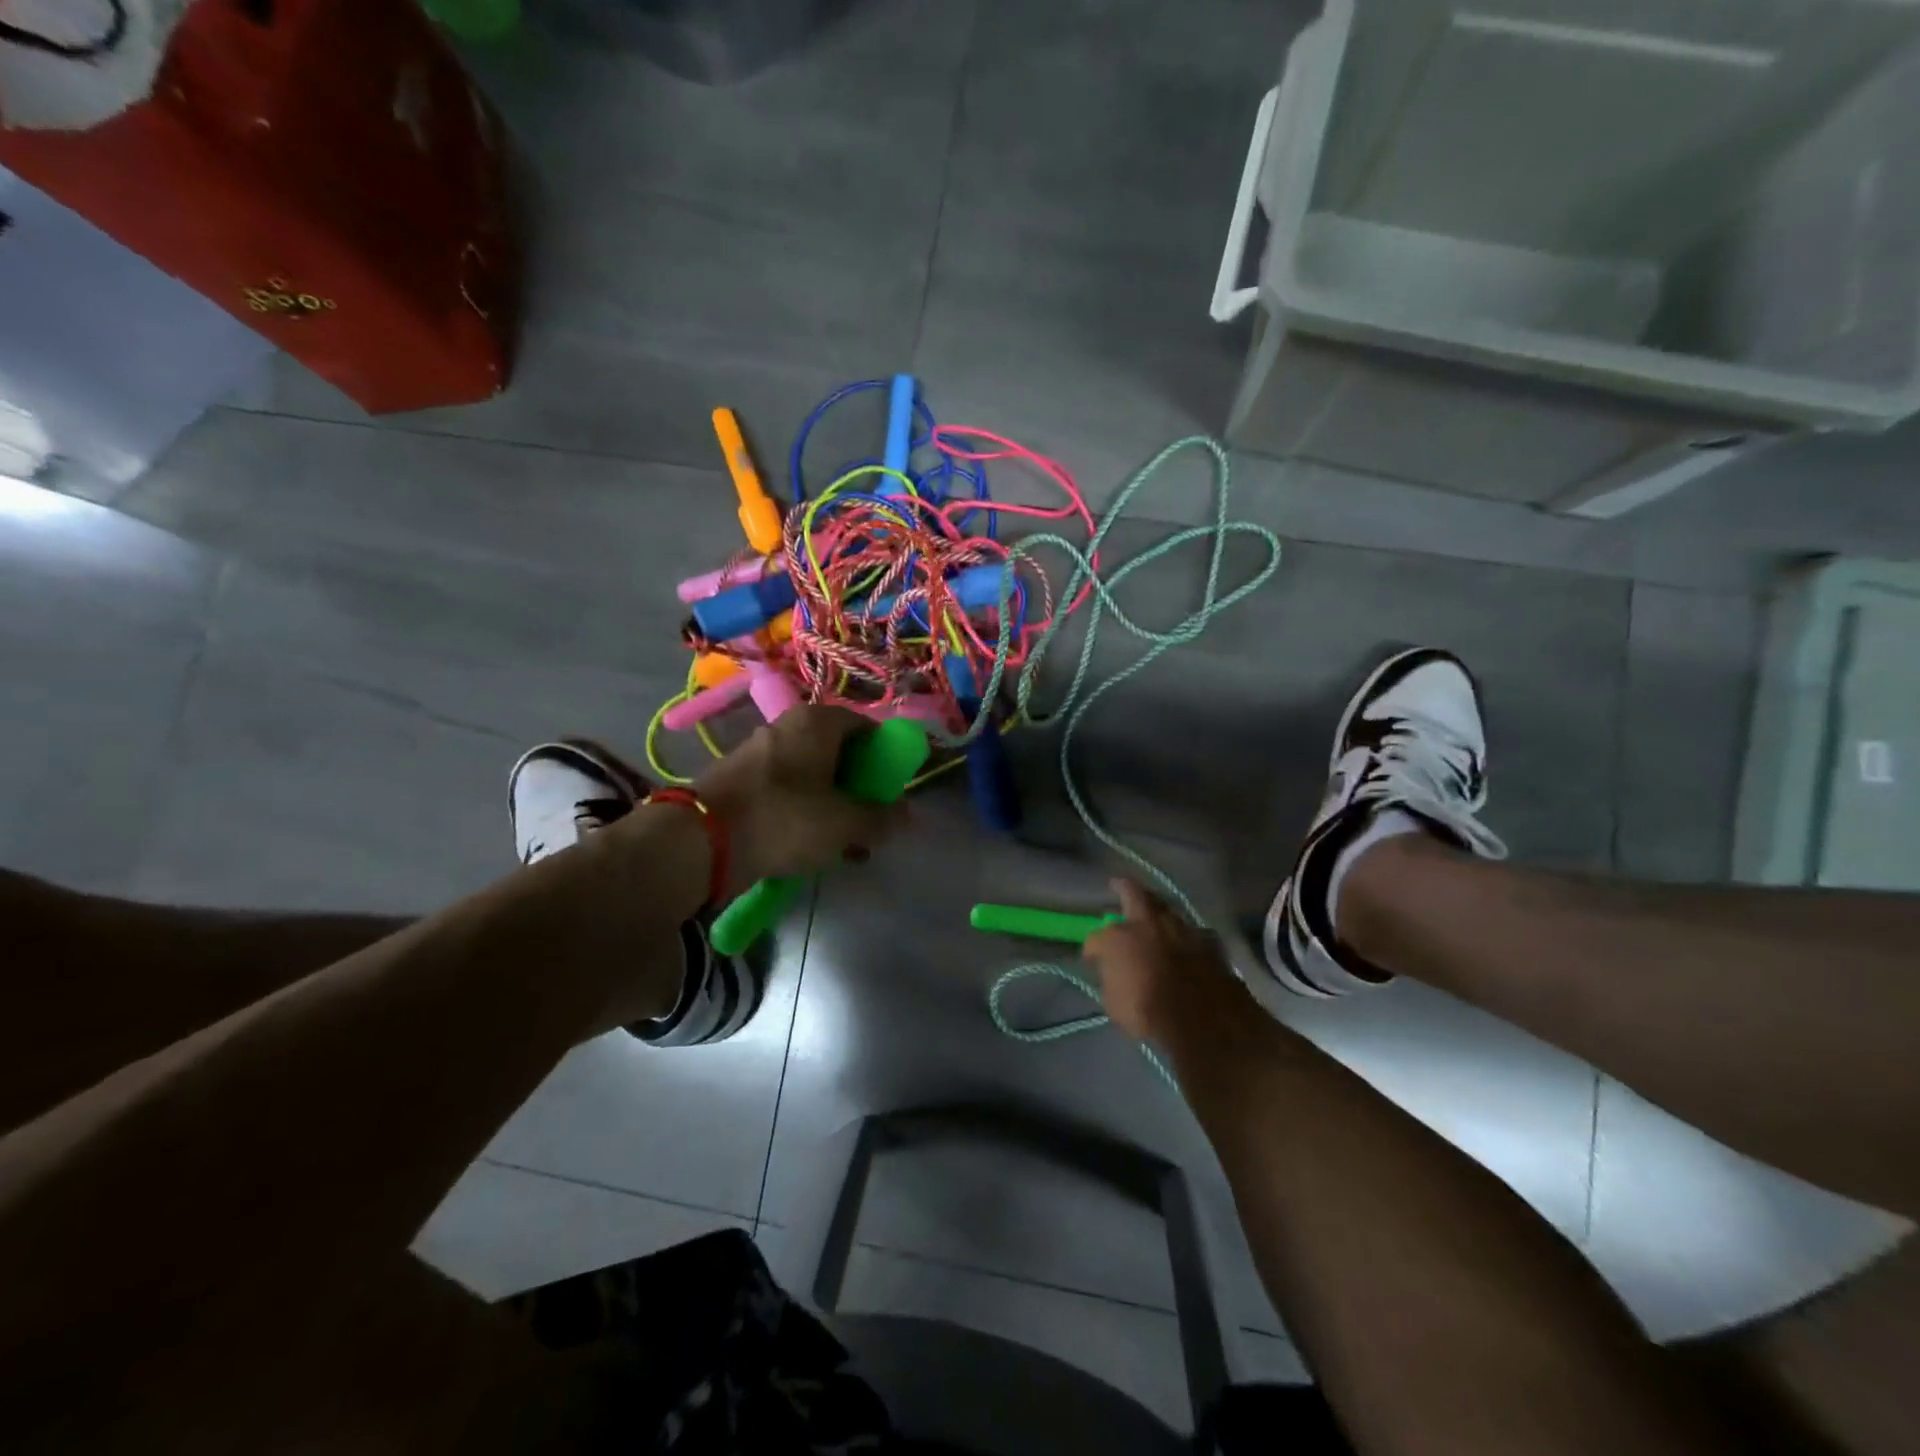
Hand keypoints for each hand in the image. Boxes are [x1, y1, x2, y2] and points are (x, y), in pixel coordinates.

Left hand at [692, 706, 903, 891]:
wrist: (700, 842)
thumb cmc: (784, 818)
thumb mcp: (845, 823)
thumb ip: (881, 817)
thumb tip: (907, 814)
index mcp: (818, 721)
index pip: (866, 727)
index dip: (885, 758)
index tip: (891, 790)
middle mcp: (788, 726)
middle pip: (838, 751)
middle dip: (858, 786)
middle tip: (869, 819)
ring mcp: (760, 751)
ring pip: (812, 774)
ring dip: (832, 804)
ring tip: (843, 843)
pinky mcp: (740, 780)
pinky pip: (785, 791)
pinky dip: (802, 812)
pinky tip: (808, 846)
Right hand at [1083, 879, 1246, 1043]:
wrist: (1203, 1021)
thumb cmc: (1149, 1015)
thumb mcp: (1114, 1003)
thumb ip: (1112, 979)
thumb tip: (1114, 972)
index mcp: (1118, 938)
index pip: (1097, 937)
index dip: (1093, 948)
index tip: (1093, 958)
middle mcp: (1149, 923)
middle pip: (1133, 894)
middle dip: (1123, 888)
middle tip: (1118, 885)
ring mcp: (1181, 927)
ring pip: (1166, 908)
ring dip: (1158, 912)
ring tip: (1155, 916)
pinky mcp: (1209, 941)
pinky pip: (1193, 931)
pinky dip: (1186, 935)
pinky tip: (1187, 942)